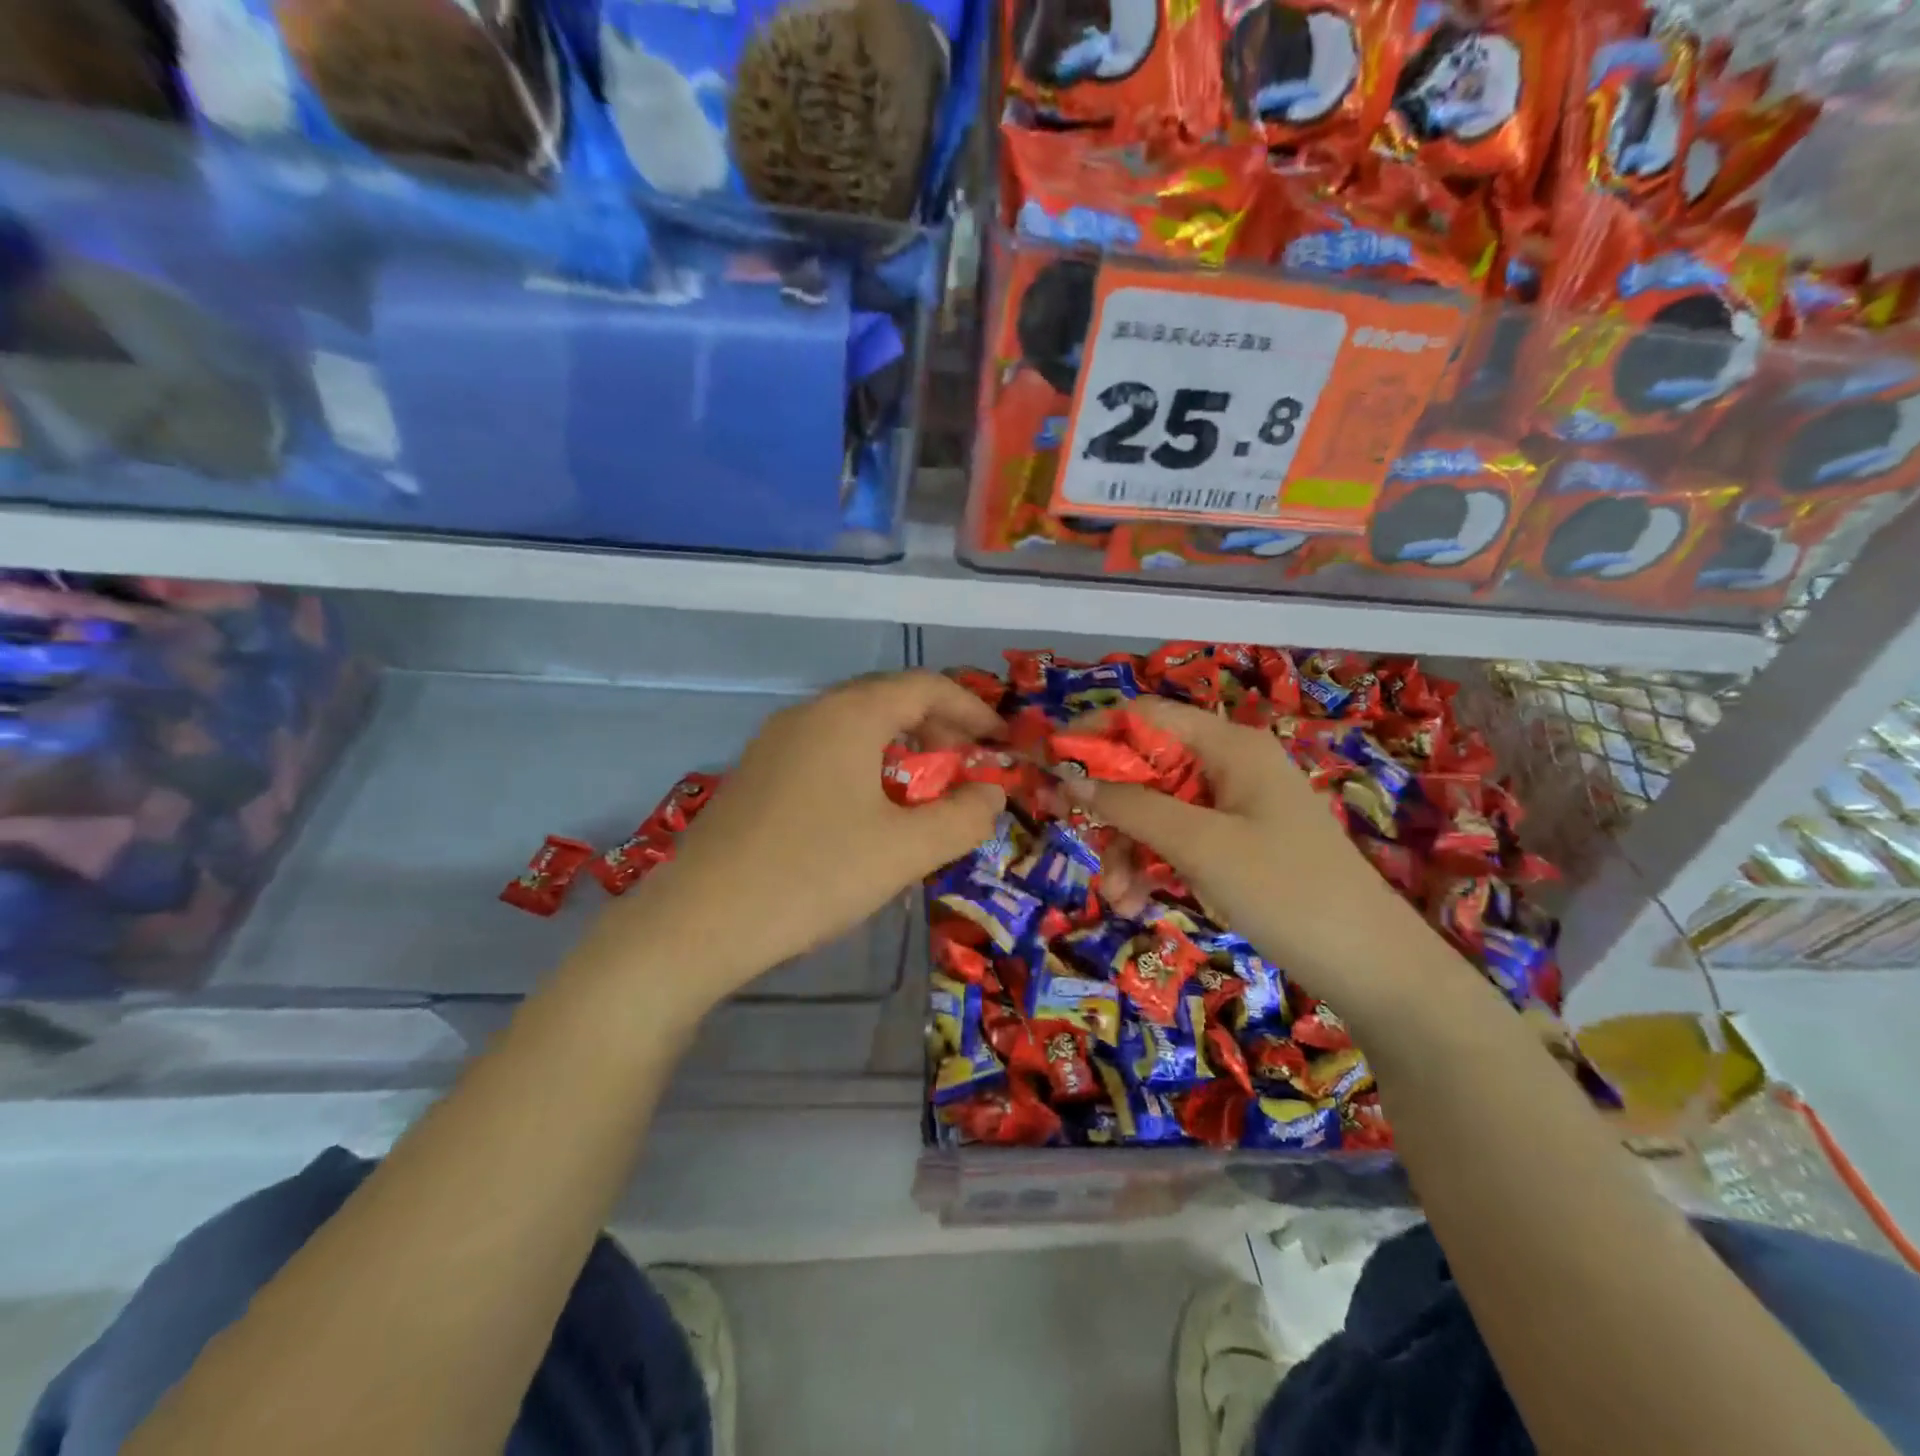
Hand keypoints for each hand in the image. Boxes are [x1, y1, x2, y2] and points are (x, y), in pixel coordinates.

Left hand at [587, 672, 1006, 1004]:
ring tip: (922, 794)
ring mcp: (774, 743)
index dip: (972, 710)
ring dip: (899, 750)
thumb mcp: (905, 850)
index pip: (924, 686)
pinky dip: (863, 767)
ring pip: (853, 727)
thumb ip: (963, 817)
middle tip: (964, 770)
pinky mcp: (754, 775)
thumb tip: (990, 794)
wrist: (700, 921)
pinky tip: (867, 814)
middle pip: (887, 700)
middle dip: (936, 729)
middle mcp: (809, 714)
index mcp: (848, 715)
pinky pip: (824, 753)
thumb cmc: (814, 874)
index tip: (1000, 743)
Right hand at [1066, 696, 1437, 1009]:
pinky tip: (1137, 903)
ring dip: (1128, 849)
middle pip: (1147, 768)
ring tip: (1117, 897)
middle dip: (1111, 810)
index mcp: (1230, 745)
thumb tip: (1068, 776)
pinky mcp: (1237, 847)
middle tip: (1076, 841)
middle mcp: (1230, 766)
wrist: (1372, 968)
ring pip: (1157, 812)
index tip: (1052, 766)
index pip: (1147, 716)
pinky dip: (1154, 868)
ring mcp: (1234, 809)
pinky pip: (1179, 843)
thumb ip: (1132, 806)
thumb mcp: (1200, 845)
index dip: (1096, 735)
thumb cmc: (1286, 890)